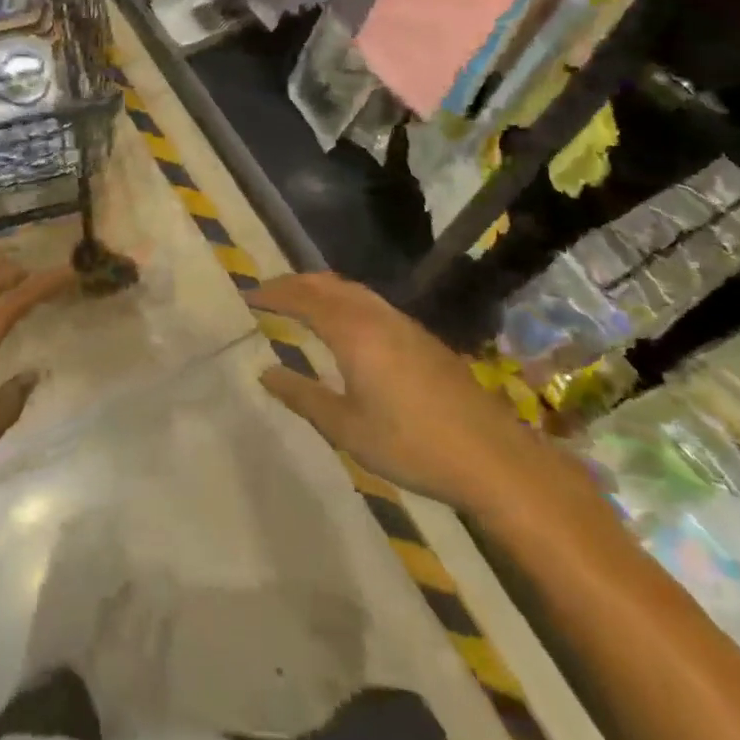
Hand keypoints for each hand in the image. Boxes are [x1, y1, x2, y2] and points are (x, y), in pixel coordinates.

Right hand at [254, 272, 532, 506]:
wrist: (492, 457)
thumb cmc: (411, 444)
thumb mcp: (346, 428)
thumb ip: (303, 396)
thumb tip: (265, 373)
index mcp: (353, 331)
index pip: (303, 298)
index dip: (273, 294)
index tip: (248, 295)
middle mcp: (376, 316)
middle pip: (328, 284)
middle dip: (295, 283)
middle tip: (269, 292)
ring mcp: (404, 324)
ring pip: (353, 290)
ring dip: (322, 288)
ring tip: (302, 301)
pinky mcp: (422, 338)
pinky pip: (371, 302)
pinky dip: (345, 300)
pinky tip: (347, 324)